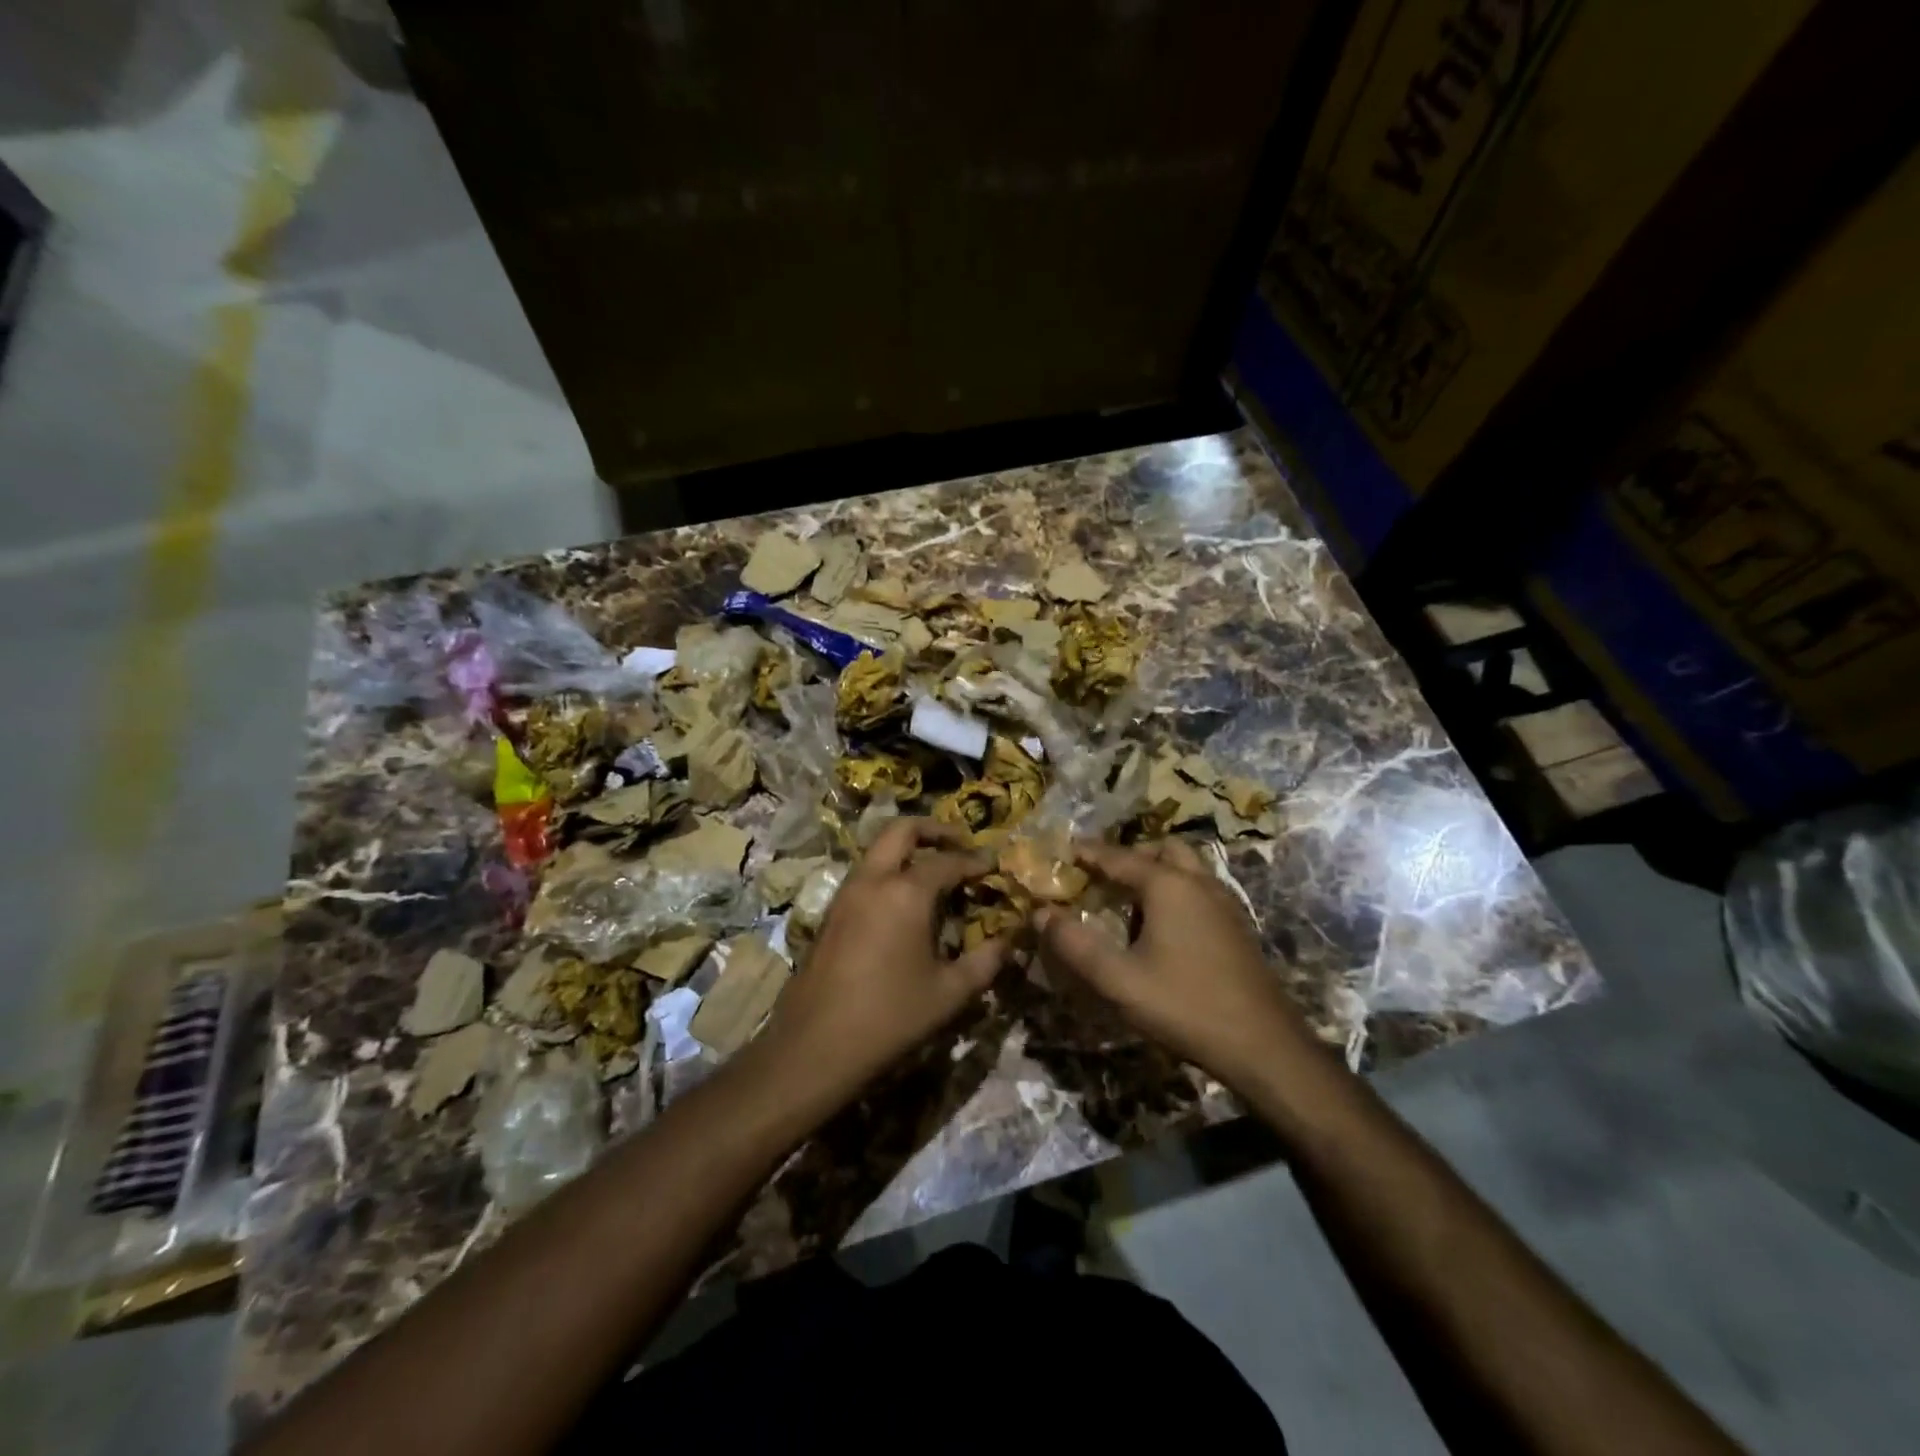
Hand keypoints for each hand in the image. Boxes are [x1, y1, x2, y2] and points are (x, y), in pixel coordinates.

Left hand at [761, 818, 1006, 1095]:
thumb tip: (1011, 942)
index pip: (948, 860)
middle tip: (960, 844)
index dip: (975, 861)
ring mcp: (845, 894)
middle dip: (934, 830)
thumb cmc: (889, 1017)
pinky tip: (905, 903)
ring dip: (907, 849)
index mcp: (905, 891)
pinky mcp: (830, 913)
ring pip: (878, 849)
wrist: (813, 1046)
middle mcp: (872, 880)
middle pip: (902, 830)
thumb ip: (985, 962)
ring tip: (935, 872)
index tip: (994, 866)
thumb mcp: (949, 993)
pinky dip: (889, 871)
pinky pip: (865, 874)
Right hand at [1037, 838, 1311, 1091]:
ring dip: (1157, 871)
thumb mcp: (1118, 980)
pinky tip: (1165, 927)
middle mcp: (1199, 883)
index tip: (1065, 850)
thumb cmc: (1185, 1006)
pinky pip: (1201, 889)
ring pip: (1187, 868)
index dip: (1089, 853)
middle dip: (1131, 855)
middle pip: (1162, 849)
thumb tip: (1040, 914)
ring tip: (1130, 900)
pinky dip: (1177, 890)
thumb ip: (1075, 945)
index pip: (1119, 857)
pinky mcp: (1238, 926)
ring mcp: (1225, 903)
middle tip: (1104, 874)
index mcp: (1168, 885)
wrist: (1264, 1046)